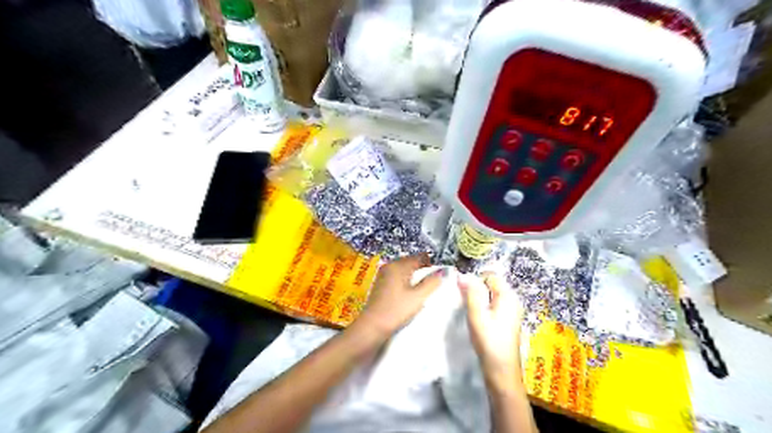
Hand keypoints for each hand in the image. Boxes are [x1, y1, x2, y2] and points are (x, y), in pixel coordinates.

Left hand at [355, 254, 442, 337]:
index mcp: (399, 265)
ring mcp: (384, 274)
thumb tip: (443, 271)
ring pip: (404, 270)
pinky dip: (406, 281)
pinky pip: (398, 276)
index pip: (420, 257)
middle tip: (432, 283)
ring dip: (415, 276)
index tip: (439, 275)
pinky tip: (409, 293)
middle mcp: (390, 265)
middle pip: (411, 262)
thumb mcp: (418, 297)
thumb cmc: (396, 310)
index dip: (432, 264)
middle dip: (423, 270)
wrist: (372, 326)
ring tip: (422, 289)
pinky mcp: (381, 283)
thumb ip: (432, 282)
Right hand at [460, 274, 528, 381]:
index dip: (476, 281)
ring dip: (479, 300)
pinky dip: (484, 309)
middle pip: (492, 285)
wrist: (502, 371)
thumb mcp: (477, 314)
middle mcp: (513, 301)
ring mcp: (512, 312)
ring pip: (492, 296)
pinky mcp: (508, 321)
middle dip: (477, 290)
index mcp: (508, 296)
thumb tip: (463, 275)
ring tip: (471, 313)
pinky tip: (478, 320)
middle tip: (466, 304)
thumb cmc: (489, 340)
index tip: (464, 294)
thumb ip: (471, 292)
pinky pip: (495, 306)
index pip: (491, 276)